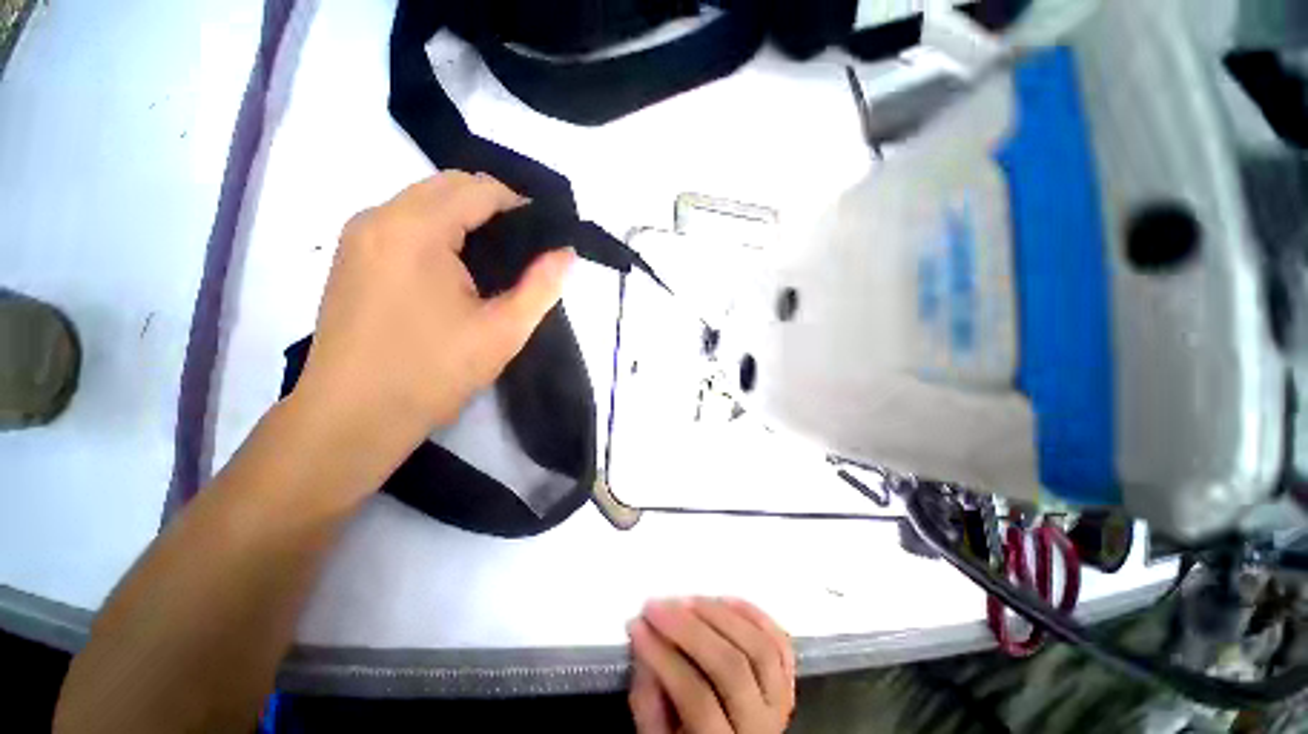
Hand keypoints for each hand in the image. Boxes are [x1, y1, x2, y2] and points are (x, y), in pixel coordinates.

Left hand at [291, 172, 574, 447]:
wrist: (351, 417)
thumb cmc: (432, 373)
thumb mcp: (503, 331)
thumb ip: (541, 286)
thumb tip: (566, 253)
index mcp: (416, 229)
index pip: (479, 188)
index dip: (519, 206)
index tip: (543, 239)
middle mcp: (379, 217)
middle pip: (448, 186)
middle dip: (492, 207)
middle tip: (522, 252)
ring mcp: (358, 236)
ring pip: (423, 201)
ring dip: (464, 219)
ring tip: (492, 264)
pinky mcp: (350, 257)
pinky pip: (403, 223)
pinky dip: (437, 231)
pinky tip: (454, 273)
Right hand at [628, 598, 796, 733]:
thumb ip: (649, 699)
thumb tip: (643, 640)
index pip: (697, 700)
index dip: (664, 658)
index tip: (637, 625)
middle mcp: (762, 727)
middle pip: (731, 667)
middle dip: (688, 629)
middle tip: (656, 605)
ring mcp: (780, 702)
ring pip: (758, 648)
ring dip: (719, 615)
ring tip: (686, 600)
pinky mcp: (788, 681)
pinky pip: (780, 643)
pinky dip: (754, 615)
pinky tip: (724, 599)